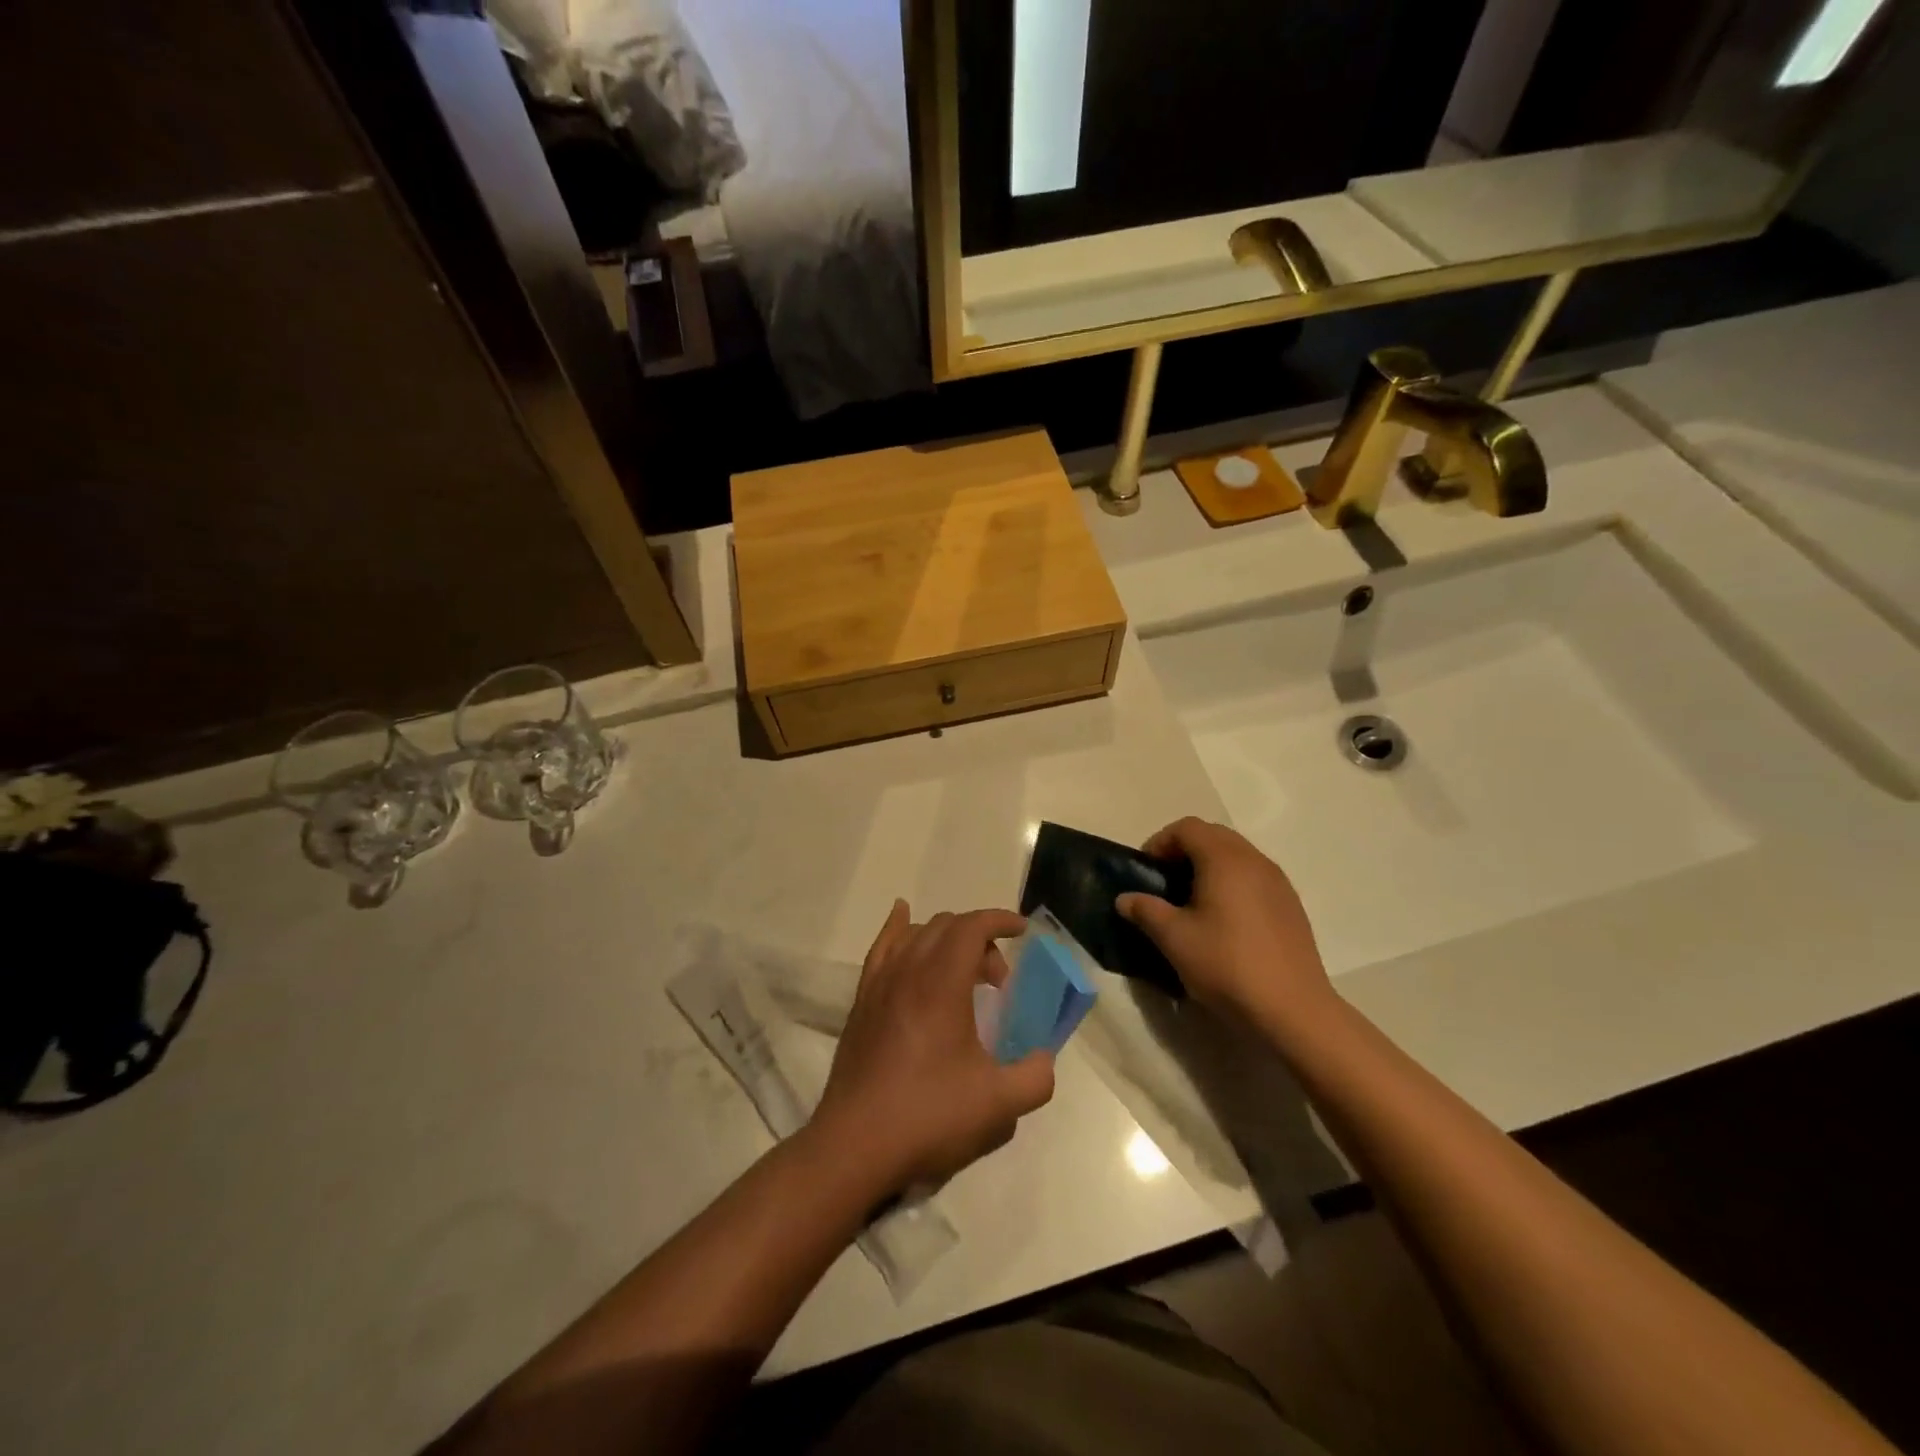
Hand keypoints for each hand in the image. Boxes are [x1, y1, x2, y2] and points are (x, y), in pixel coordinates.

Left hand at [809, 903, 1056, 1195]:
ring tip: (963, 973)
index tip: (1022, 930)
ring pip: (915, 934)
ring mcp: (880, 983)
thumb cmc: (929, 1116)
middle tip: (997, 982)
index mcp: (942, 983)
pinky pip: (881, 947)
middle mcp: (908, 970)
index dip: (999, 920)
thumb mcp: (998, 1104)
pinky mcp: (862, 1001)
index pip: (972, 926)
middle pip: (947, 926)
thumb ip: (1035, 1077)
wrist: (856, 1144)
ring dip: (946, 939)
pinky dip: (898, 927)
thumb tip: (1043, 1060)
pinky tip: (902, 919)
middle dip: (980, 939)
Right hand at [1116, 817, 1335, 1030]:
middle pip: (1214, 835)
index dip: (1160, 842)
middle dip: (1184, 850)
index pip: (1187, 828)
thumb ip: (1146, 911)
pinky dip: (1233, 883)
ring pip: (1237, 855)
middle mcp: (1254, 860)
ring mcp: (1278, 882)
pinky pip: (1255, 877)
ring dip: (1210, 866)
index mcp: (1224, 859)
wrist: (1293, 1010)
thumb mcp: (1174, 939)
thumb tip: (1124, 899)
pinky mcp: (1291, 905)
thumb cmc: (1227, 965)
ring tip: (1192, 902)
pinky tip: (1224, 921)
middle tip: (1165, 883)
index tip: (1147, 871)